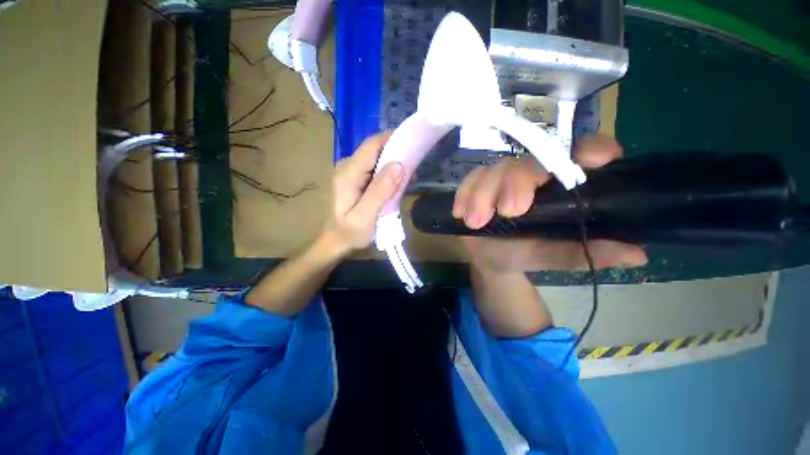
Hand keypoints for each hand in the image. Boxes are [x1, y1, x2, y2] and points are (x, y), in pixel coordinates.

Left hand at [320, 131, 403, 257]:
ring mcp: (351, 171)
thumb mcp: (365, 218)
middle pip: (375, 149)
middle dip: (396, 154)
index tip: (414, 148)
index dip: (393, 140)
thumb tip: (399, 165)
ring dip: (394, 164)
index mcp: (347, 174)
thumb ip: (380, 192)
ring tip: (408, 179)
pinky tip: (397, 184)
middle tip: (413, 170)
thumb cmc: (349, 233)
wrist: (335, 241)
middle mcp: (347, 166)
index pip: (372, 145)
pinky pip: (375, 167)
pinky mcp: (356, 177)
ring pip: (377, 157)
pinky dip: (389, 172)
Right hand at [453, 134, 647, 272]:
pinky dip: (464, 195)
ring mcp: (501, 178)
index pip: (581, 153)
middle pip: (527, 162)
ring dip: (482, 194)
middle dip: (516, 183)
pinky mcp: (477, 184)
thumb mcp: (554, 257)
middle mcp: (532, 174)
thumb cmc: (525, 254)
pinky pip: (469, 181)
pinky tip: (461, 213)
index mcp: (560, 185)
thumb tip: (636, 255)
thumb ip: (586, 254)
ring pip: (493, 170)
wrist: (491, 257)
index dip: (589, 149)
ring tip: (475, 222)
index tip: (593, 160)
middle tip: (509, 211)